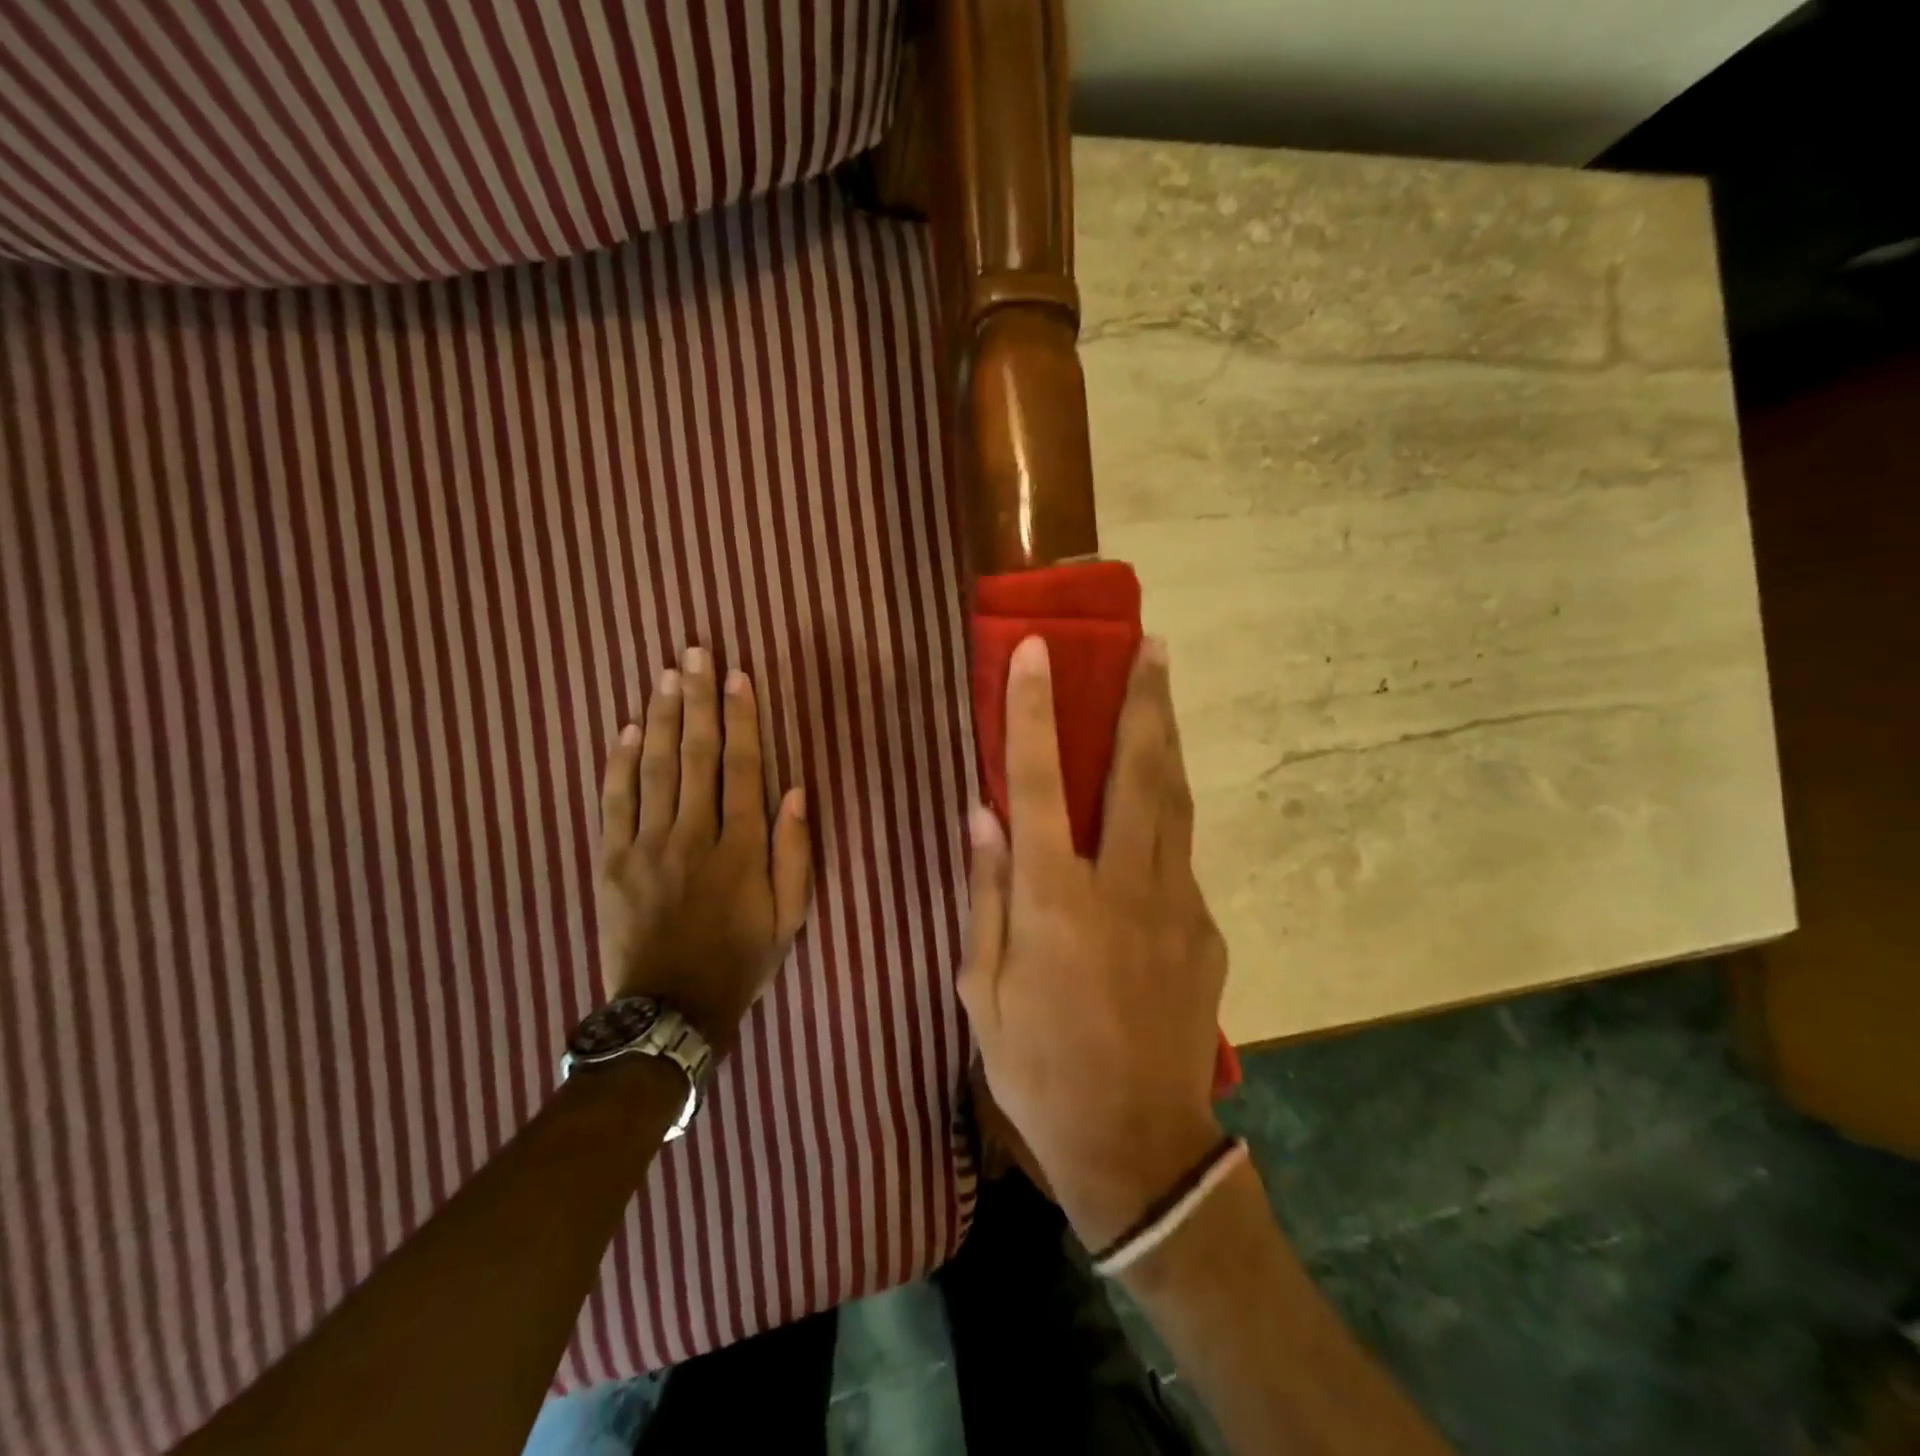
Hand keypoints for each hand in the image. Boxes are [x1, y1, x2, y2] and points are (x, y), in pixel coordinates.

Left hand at [596, 646, 813, 1054]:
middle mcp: (692, 835)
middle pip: (694, 754)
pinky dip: (619, 763)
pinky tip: (625, 728)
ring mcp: (646, 846)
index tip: (740, 676)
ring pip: (653, 768)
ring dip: (660, 716)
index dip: (742, 718)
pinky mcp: (612, 860)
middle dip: (697, 698)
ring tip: (666, 674)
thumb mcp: (789, 916)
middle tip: (696, 652)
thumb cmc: (740, 959)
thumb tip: (795, 790)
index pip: (742, 767)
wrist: (669, 1010)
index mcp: (740, 848)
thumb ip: (795, 852)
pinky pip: (614, 801)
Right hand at [959, 636, 1227, 1251]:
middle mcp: (1121, 885)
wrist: (1137, 1145)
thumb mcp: (983, 990)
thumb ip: (985, 895)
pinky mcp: (1206, 930)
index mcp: (1054, 898)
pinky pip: (1181, 858)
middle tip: (1152, 645)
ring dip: (1168, 739)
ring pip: (1175, 802)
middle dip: (1143, 700)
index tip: (1037, 651)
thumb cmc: (1038, 1068)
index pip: (1037, 781)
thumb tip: (982, 815)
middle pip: (1136, 772)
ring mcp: (1176, 905)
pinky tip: (1153, 814)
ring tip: (1165, 690)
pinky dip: (1167, 819)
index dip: (1033, 709)